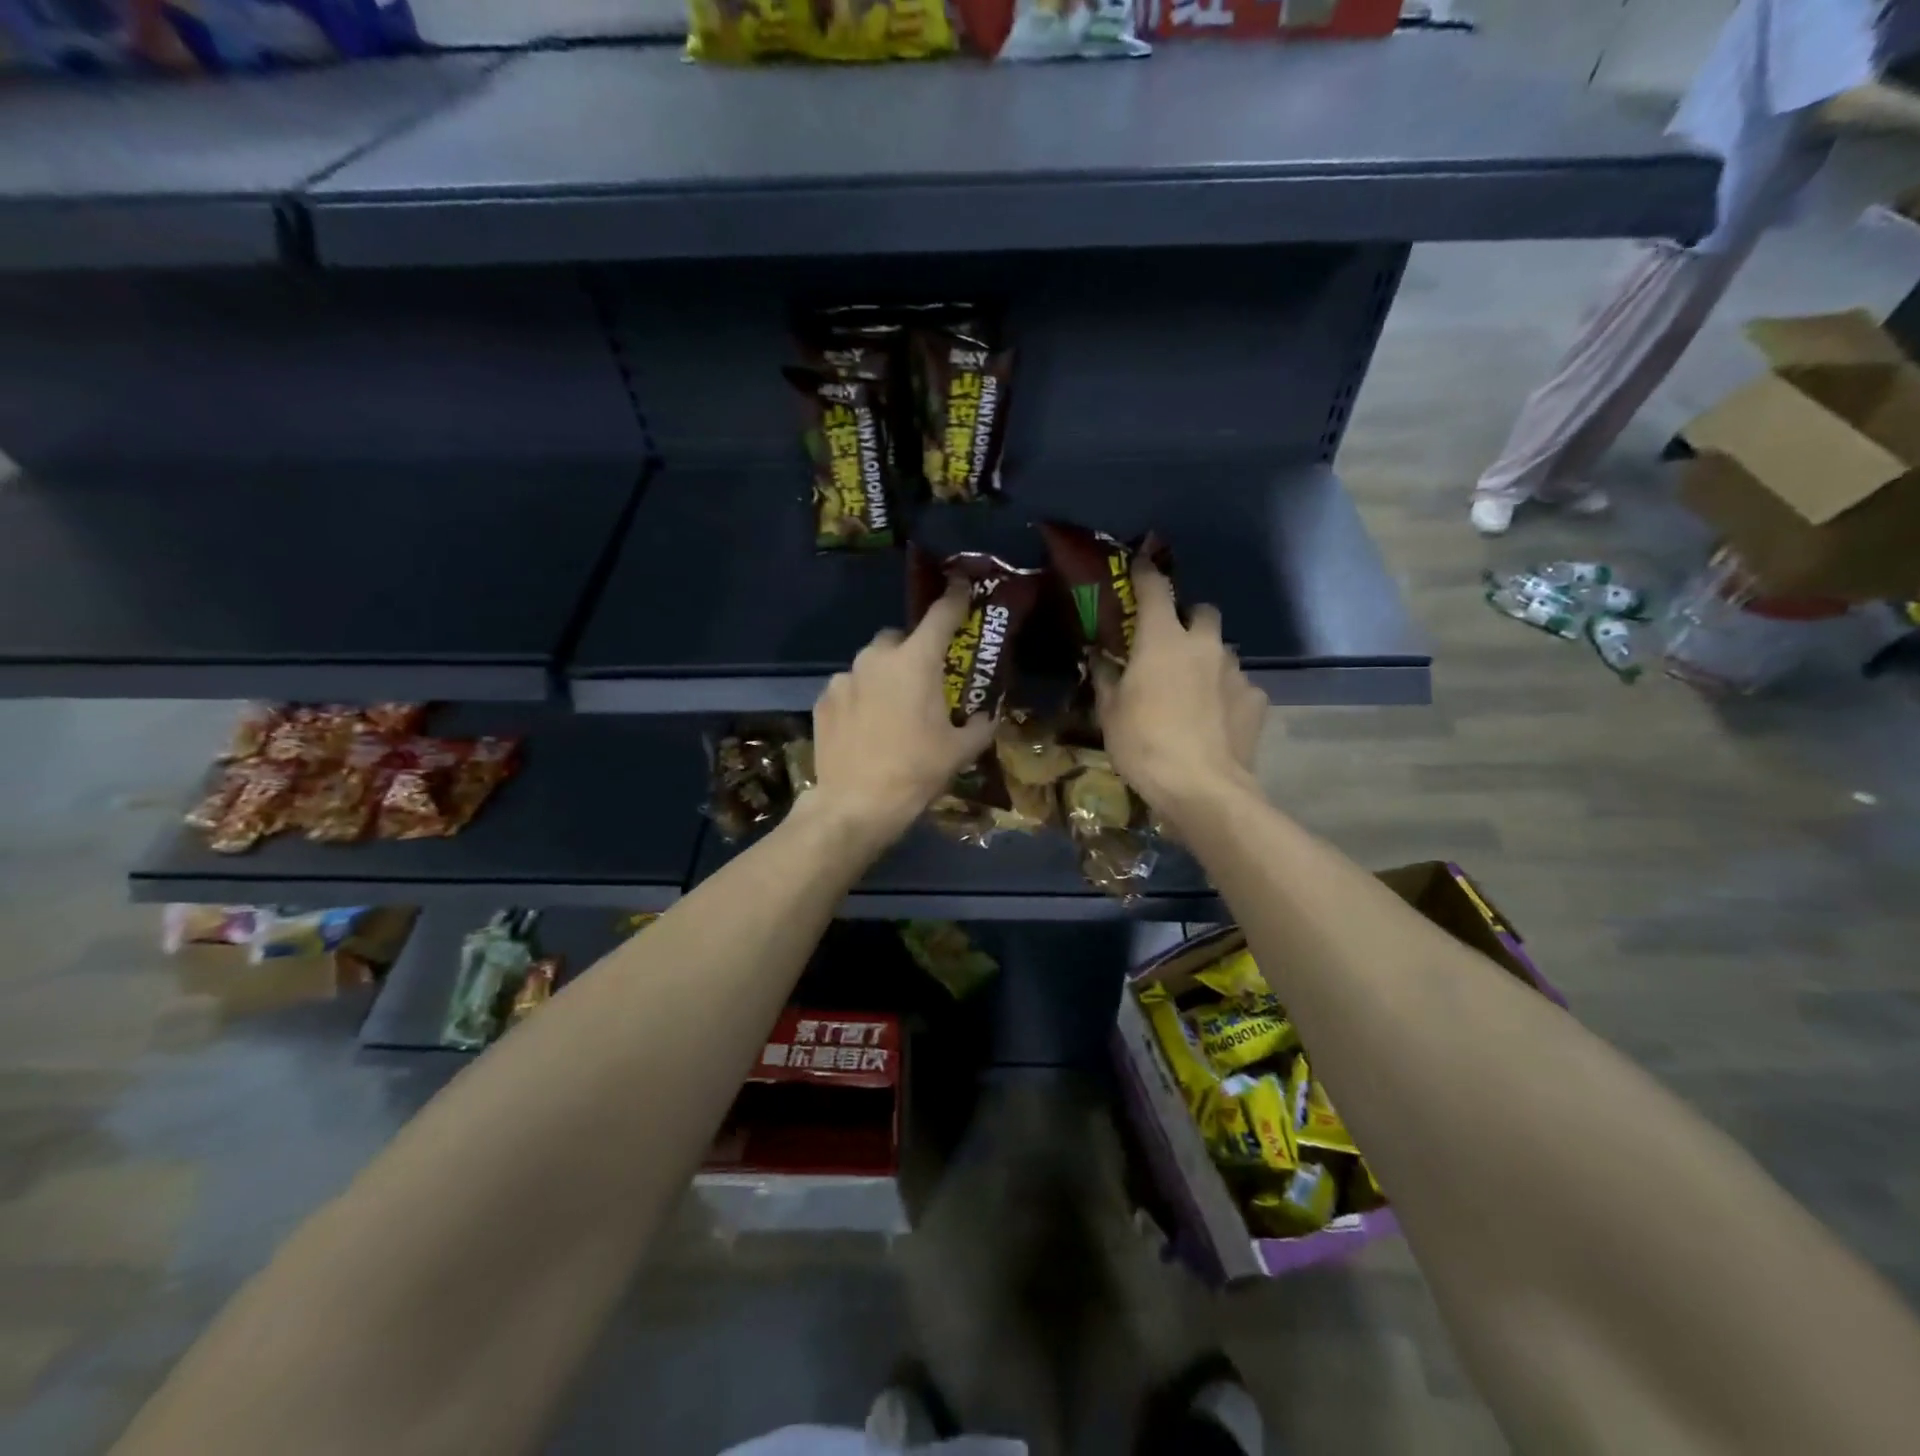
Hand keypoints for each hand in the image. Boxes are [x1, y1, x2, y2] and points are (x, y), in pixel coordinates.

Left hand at [806, 583, 995, 844]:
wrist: (855, 804)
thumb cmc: (915, 772)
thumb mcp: (960, 751)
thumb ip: (980, 725)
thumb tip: (987, 716)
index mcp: (916, 662)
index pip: (941, 615)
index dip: (955, 598)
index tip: (962, 585)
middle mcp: (876, 659)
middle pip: (899, 638)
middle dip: (912, 650)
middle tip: (923, 681)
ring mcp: (844, 678)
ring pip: (870, 663)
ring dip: (884, 675)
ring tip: (892, 708)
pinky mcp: (823, 700)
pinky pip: (849, 687)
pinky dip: (861, 696)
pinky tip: (866, 726)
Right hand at [1093, 561, 1267, 838]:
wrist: (1202, 787)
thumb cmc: (1144, 744)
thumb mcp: (1110, 713)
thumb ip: (1107, 679)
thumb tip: (1101, 660)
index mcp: (1163, 640)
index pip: (1156, 589)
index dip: (1146, 574)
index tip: (1141, 565)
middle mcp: (1204, 645)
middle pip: (1203, 612)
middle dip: (1189, 620)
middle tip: (1171, 644)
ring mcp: (1235, 671)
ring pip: (1222, 650)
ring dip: (1207, 660)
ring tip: (1193, 689)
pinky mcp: (1257, 699)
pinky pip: (1239, 685)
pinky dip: (1226, 694)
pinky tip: (1215, 719)